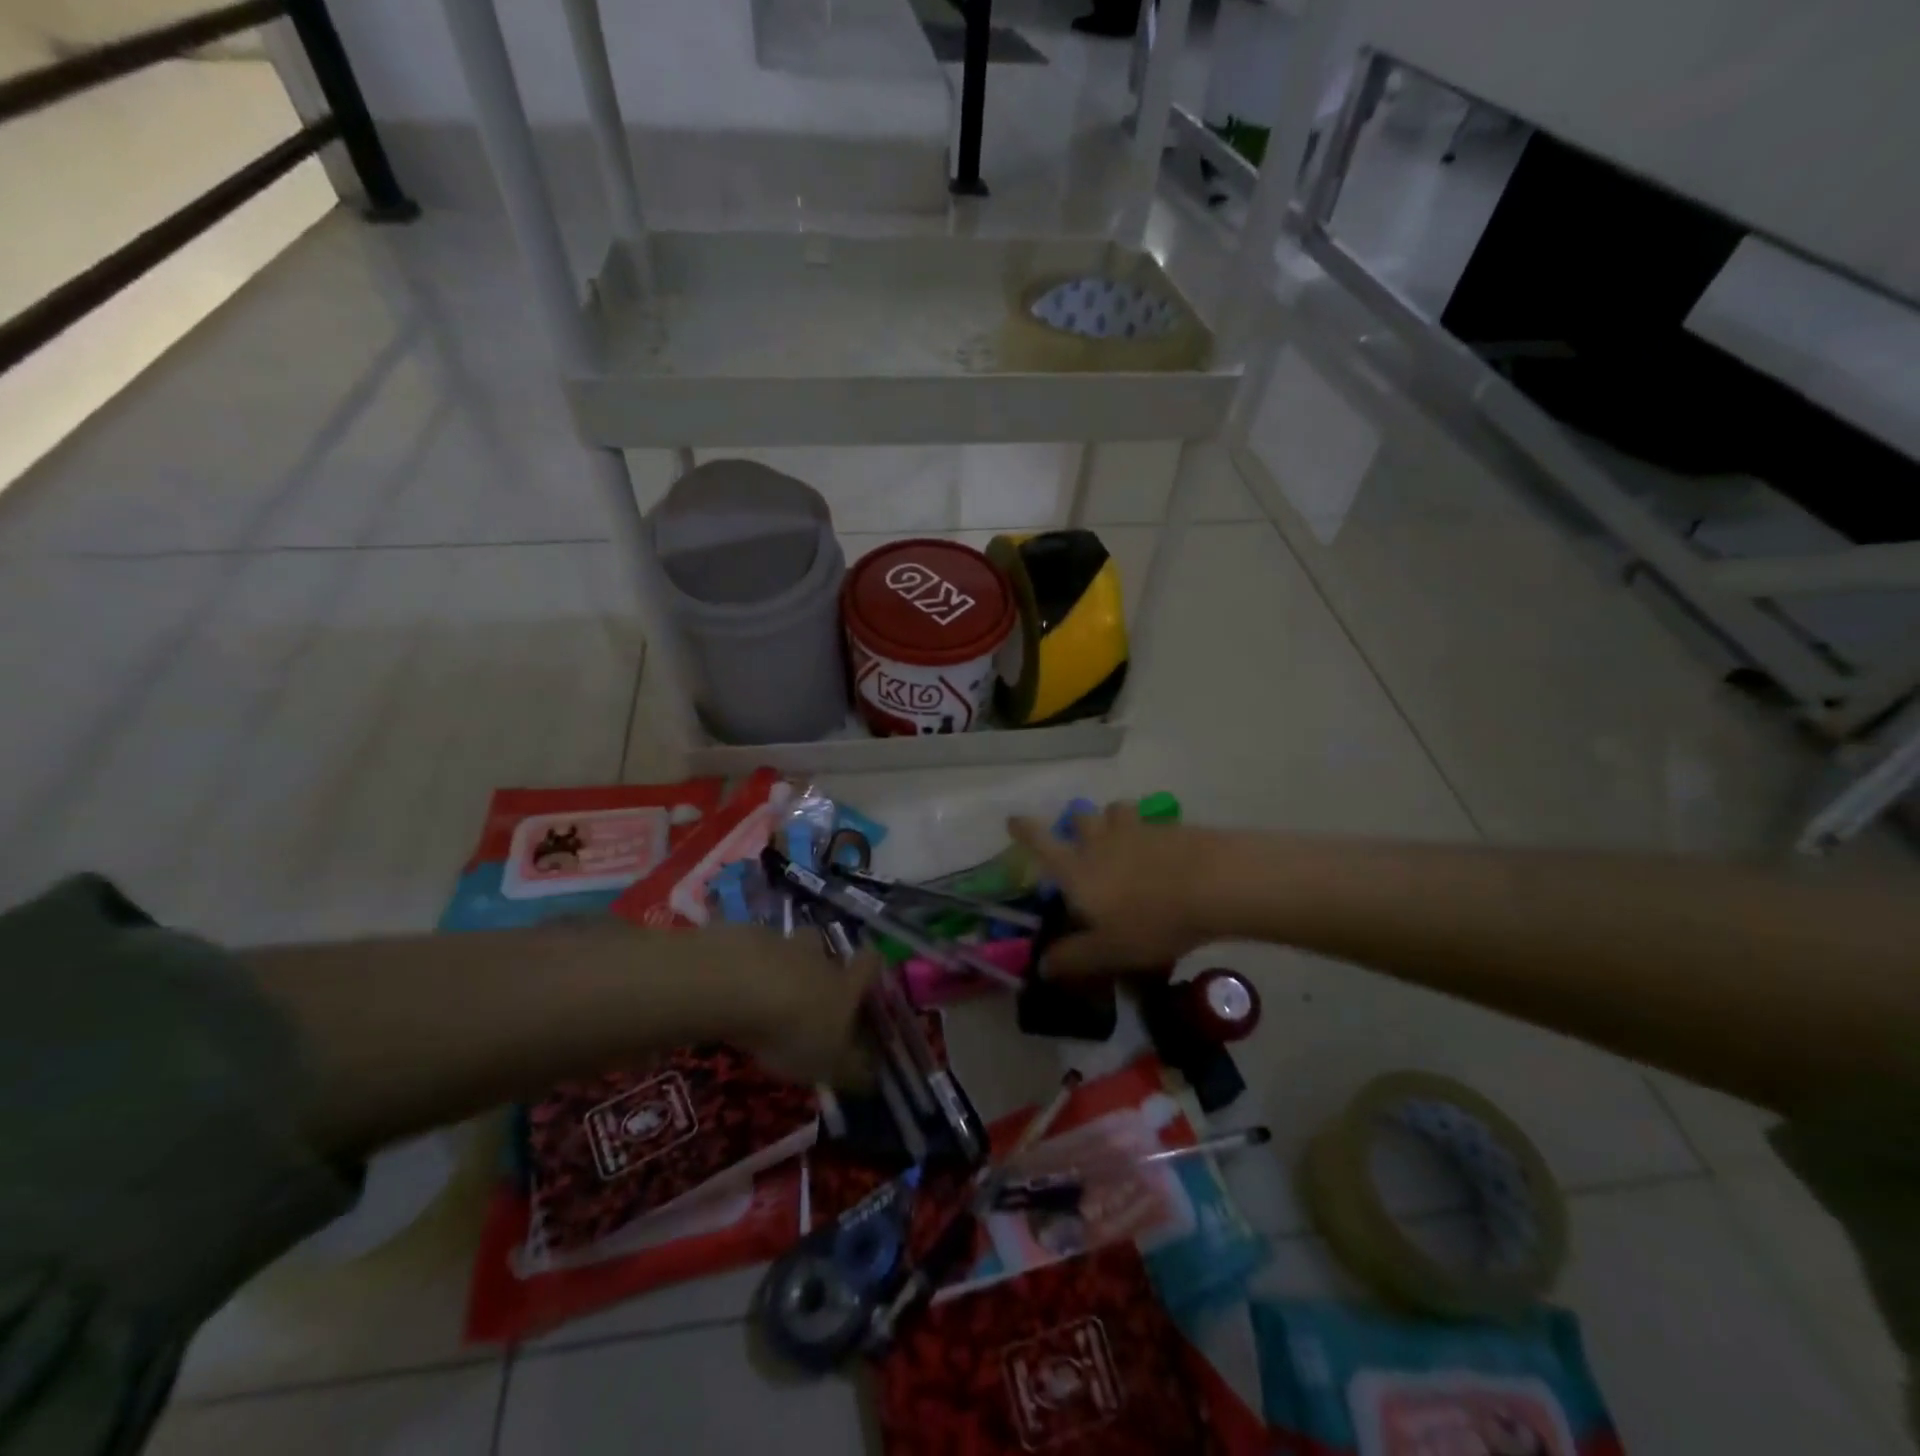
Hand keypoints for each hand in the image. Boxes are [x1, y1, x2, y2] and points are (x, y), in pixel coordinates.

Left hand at [707, 927, 876, 1086]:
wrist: (740, 987)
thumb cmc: (794, 1030)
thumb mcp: (827, 1064)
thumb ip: (851, 1071)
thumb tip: (874, 1078)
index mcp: (844, 984)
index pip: (869, 964)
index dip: (870, 967)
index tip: (865, 977)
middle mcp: (816, 957)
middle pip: (823, 945)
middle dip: (817, 959)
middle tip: (806, 984)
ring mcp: (779, 943)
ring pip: (785, 944)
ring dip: (779, 960)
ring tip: (764, 985)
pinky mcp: (742, 937)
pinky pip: (749, 946)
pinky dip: (745, 961)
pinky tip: (732, 982)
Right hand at [1008, 805, 1215, 976]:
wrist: (1213, 884)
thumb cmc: (1151, 920)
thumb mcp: (1110, 950)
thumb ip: (1075, 958)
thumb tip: (1042, 966)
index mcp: (1077, 868)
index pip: (1041, 842)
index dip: (1024, 830)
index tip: (1013, 820)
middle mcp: (1100, 841)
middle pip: (1080, 818)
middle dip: (1076, 825)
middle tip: (1082, 839)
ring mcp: (1136, 829)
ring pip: (1115, 811)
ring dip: (1112, 820)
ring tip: (1121, 837)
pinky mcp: (1169, 827)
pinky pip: (1149, 821)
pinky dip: (1147, 831)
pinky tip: (1160, 849)